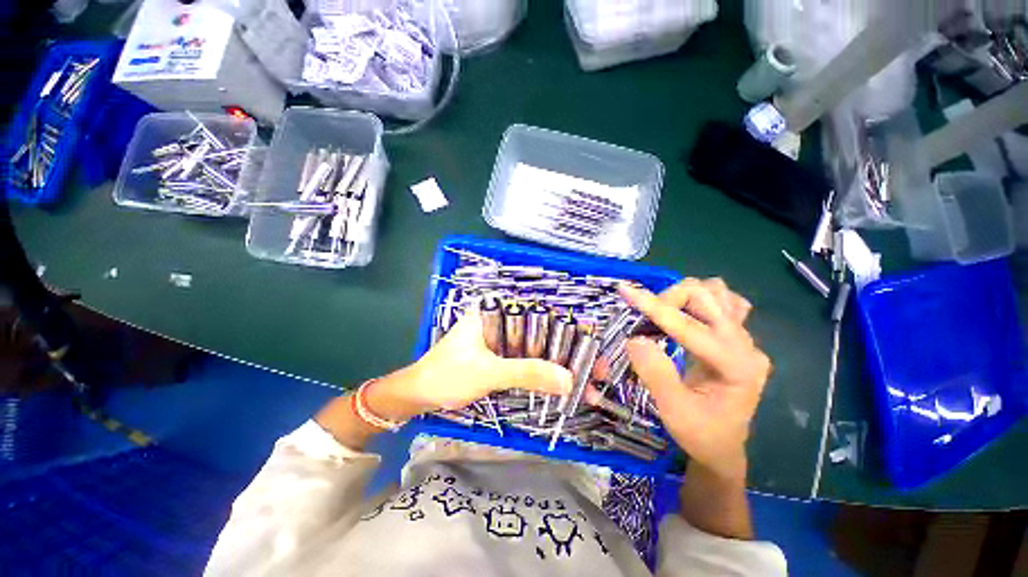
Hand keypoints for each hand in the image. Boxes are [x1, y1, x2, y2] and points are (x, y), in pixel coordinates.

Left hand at [366, 308, 572, 421]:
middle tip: (596, 374)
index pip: (540, 313)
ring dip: (560, 366)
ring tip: (588, 385)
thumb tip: (568, 380)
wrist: (419, 396)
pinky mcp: (502, 356)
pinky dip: (545, 374)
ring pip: (538, 349)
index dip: (569, 330)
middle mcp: (502, 319)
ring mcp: (503, 339)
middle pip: (543, 332)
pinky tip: (564, 387)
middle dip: (570, 353)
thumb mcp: (488, 372)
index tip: (591, 349)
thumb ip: (526, 372)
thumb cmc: (447, 375)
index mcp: (495, 310)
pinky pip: (528, 362)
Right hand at [620, 279, 771, 479]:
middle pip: (708, 296)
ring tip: (662, 313)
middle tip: (644, 316)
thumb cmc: (699, 434)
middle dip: (670, 299)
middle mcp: (746, 346)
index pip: (691, 327)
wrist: (722, 446)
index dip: (655, 307)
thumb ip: (656, 374)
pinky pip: (723, 302)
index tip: (625, 291)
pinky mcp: (737, 338)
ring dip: (684, 297)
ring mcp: (745, 340)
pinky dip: (700, 300)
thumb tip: (635, 339)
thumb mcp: (673, 411)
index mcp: (736, 367)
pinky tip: (686, 313)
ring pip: (716, 293)